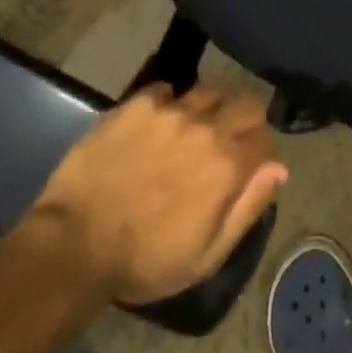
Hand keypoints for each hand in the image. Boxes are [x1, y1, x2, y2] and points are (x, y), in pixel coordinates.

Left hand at [25, 84, 286, 305]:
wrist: (73, 245)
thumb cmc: (143, 262)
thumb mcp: (205, 257)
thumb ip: (247, 208)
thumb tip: (278, 169)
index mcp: (227, 165)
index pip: (265, 140)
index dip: (261, 155)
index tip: (248, 169)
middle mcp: (207, 126)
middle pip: (246, 105)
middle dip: (244, 124)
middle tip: (224, 147)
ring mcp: (172, 109)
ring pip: (210, 93)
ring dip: (209, 111)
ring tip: (191, 133)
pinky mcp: (140, 102)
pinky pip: (168, 90)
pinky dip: (170, 105)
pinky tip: (157, 127)